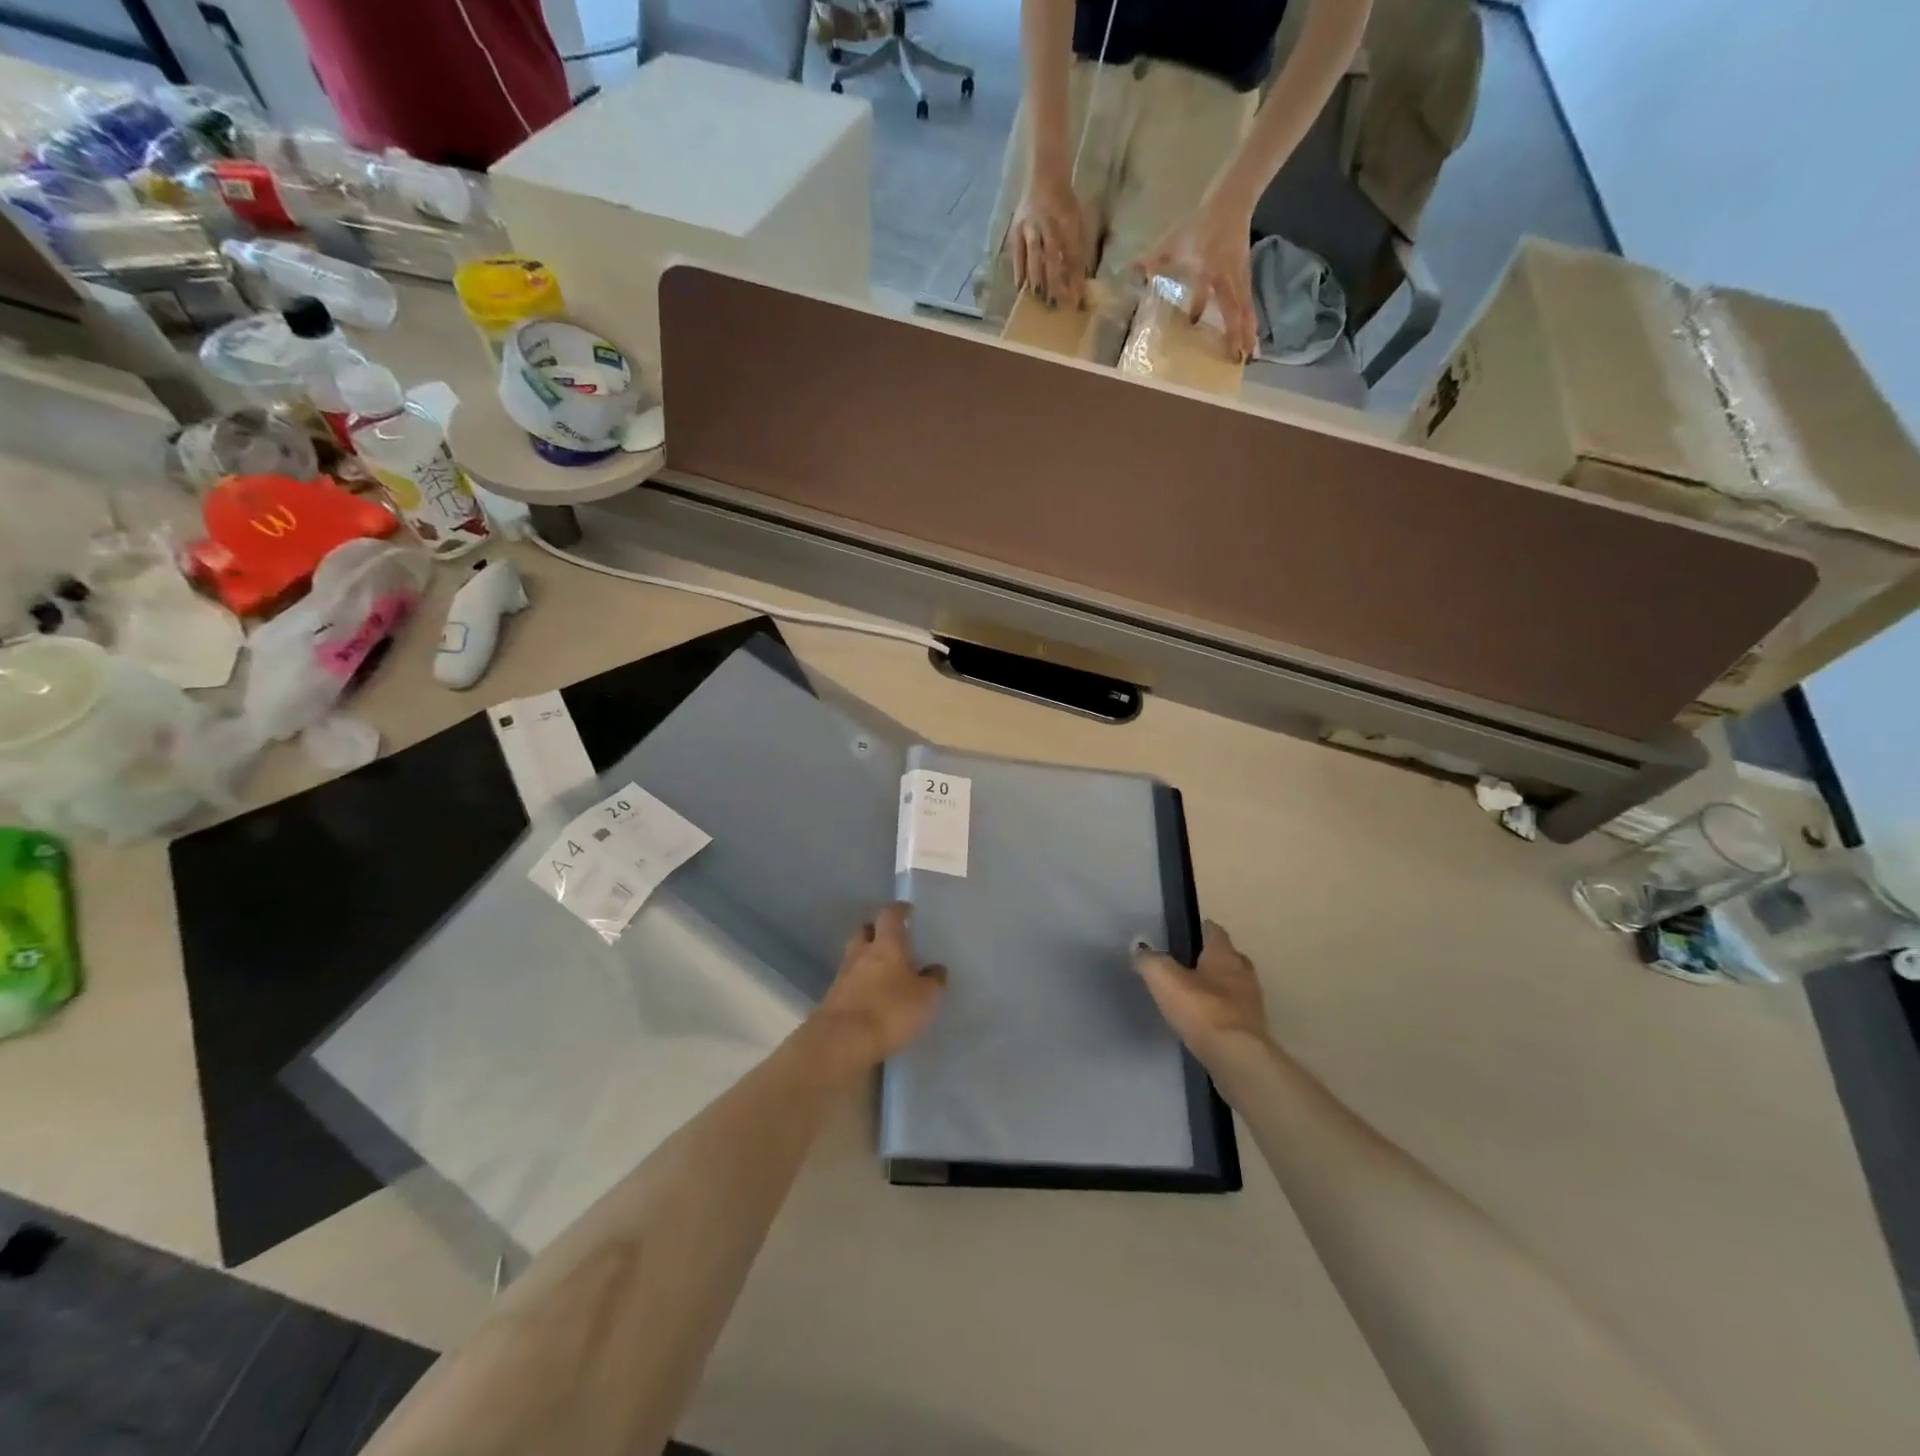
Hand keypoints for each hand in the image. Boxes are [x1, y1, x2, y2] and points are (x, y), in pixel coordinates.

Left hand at [814, 904, 946, 1067]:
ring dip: (865, 958)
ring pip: (854, 956)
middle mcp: (862, 953)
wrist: (842, 1041)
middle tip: (890, 939)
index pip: (890, 915)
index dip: (899, 910)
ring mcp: (843, 975)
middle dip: (876, 930)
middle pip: (864, 930)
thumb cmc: (890, 1010)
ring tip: (882, 971)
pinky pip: (848, 981)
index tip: (907, 910)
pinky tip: (870, 996)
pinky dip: (859, 983)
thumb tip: (936, 968)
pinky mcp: (832, 999)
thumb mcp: (926, 998)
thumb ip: (933, 981)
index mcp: (887, 944)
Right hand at [1008, 164, 1089, 310]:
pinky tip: (1022, 289)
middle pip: (1052, 259)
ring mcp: (1030, 227)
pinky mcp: (1016, 230)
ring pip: (1034, 258)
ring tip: (1039, 299)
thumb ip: (1078, 248)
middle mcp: (1047, 224)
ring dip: (1037, 280)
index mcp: (1067, 220)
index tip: (1076, 301)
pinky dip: (1020, 272)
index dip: (1074, 279)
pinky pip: (1017, 255)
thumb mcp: (1077, 221)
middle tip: (1057, 305)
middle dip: (1055, 284)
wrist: (1044, 175)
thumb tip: (1079, 281)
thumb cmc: (1064, 203)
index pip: (1072, 255)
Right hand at [1134, 921, 1271, 1066]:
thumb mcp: (1164, 979)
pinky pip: (1235, 1012)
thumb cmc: (1201, 1009)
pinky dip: (1223, 1011)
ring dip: (1220, 986)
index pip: (1215, 931)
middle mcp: (1243, 973)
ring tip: (1196, 992)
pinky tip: (1207, 1019)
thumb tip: (1140, 948)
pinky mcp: (1253, 1030)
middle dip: (1214, 958)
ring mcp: (1252, 1003)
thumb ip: (1150, 960)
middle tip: (1191, 962)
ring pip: (1235, 985)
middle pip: (1230, 958)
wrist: (1237, 1057)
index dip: (1203, 928)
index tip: (1190, 929)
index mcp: (1224, 955)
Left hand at [1137, 194, 1258, 361]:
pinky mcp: (1244, 277)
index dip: (1199, 304)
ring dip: (1247, 331)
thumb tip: (1131, 271)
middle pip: (1235, 308)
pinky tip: (1249, 336)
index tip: (1193, 324)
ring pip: (1245, 308)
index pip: (1205, 289)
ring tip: (1250, 355)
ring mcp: (1239, 277)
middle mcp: (1227, 276)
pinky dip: (1248, 320)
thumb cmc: (1201, 221)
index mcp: (1209, 267)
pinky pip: (1247, 303)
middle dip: (1236, 332)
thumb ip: (1153, 259)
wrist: (1232, 200)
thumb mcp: (1173, 240)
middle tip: (1239, 358)